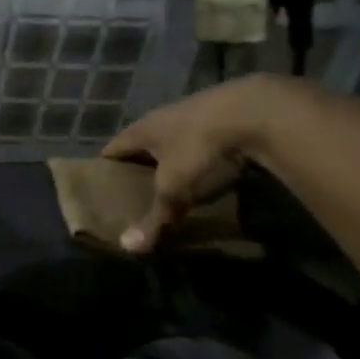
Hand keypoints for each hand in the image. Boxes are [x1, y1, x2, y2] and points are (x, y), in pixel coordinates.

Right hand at [100, 76, 286, 252]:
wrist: (258, 112)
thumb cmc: (201, 149)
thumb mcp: (175, 189)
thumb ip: (154, 218)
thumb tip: (128, 247)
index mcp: (143, 129)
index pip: (114, 147)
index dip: (106, 165)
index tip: (101, 184)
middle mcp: (165, 116)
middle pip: (144, 141)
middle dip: (140, 163)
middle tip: (137, 189)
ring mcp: (198, 110)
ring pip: (177, 137)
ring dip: (174, 156)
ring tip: (175, 181)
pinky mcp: (229, 112)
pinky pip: (206, 136)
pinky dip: (204, 153)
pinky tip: (211, 168)